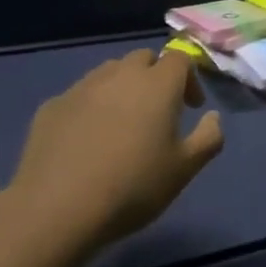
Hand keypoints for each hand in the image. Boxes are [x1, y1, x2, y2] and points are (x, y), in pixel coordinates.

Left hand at [11, 50, 223, 251]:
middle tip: (157, 111)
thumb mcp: (184, 170)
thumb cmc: (132, 187)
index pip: (180, 58)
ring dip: (122, 87)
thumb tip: (213, 117)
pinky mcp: (52, 105)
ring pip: (109, 72)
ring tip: (122, 123)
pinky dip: (90, 107)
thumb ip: (208, 138)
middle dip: (155, 76)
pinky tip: (86, 140)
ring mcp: (82, 87)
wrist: (57, 208)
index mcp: (157, 84)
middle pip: (143, 58)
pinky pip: (80, 96)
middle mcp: (120, 75)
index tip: (191, 107)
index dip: (189, 78)